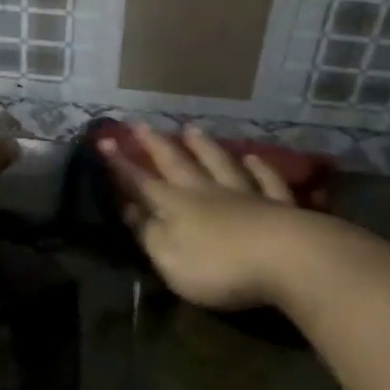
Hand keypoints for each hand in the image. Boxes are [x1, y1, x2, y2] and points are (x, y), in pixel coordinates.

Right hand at [102, 124, 307, 310]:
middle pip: (179, 164)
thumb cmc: (218, 265)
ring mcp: (246, 195)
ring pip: (220, 164)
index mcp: (177, 207)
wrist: (285, 259)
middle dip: (157, 146)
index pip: (143, 183)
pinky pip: (266, 181)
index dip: (122, 166)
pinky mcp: (279, 206)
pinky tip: (253, 157)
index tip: (105, 142)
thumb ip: (150, 233)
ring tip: (191, 129)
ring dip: (204, 147)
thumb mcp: (170, 258)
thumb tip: (131, 210)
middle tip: (141, 124)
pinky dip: (259, 168)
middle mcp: (208, 193)